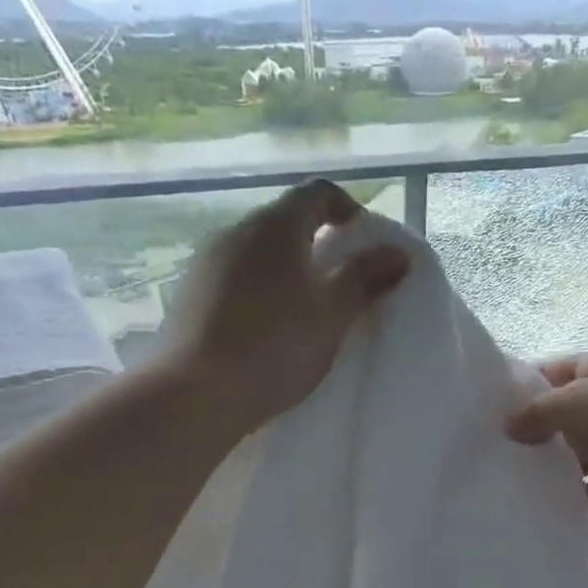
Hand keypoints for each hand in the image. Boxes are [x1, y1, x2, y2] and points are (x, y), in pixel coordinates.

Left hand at [166, 179, 408, 433]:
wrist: (197, 393)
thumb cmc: (277, 346)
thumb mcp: (333, 313)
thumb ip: (366, 277)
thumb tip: (398, 252)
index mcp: (276, 226)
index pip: (318, 193)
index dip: (347, 209)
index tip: (364, 242)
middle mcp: (236, 230)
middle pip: (285, 221)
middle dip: (317, 243)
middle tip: (341, 283)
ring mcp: (206, 261)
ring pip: (257, 251)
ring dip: (286, 268)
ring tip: (305, 310)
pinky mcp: (188, 293)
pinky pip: (234, 277)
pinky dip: (259, 289)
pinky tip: (266, 328)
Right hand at [506, 354, 587, 545]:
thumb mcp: (571, 404)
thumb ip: (535, 412)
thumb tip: (510, 427)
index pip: (564, 368)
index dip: (531, 383)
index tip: (497, 406)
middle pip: (573, 412)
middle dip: (540, 429)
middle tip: (501, 445)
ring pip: (585, 453)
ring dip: (558, 465)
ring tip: (516, 477)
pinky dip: (578, 495)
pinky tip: (549, 503)